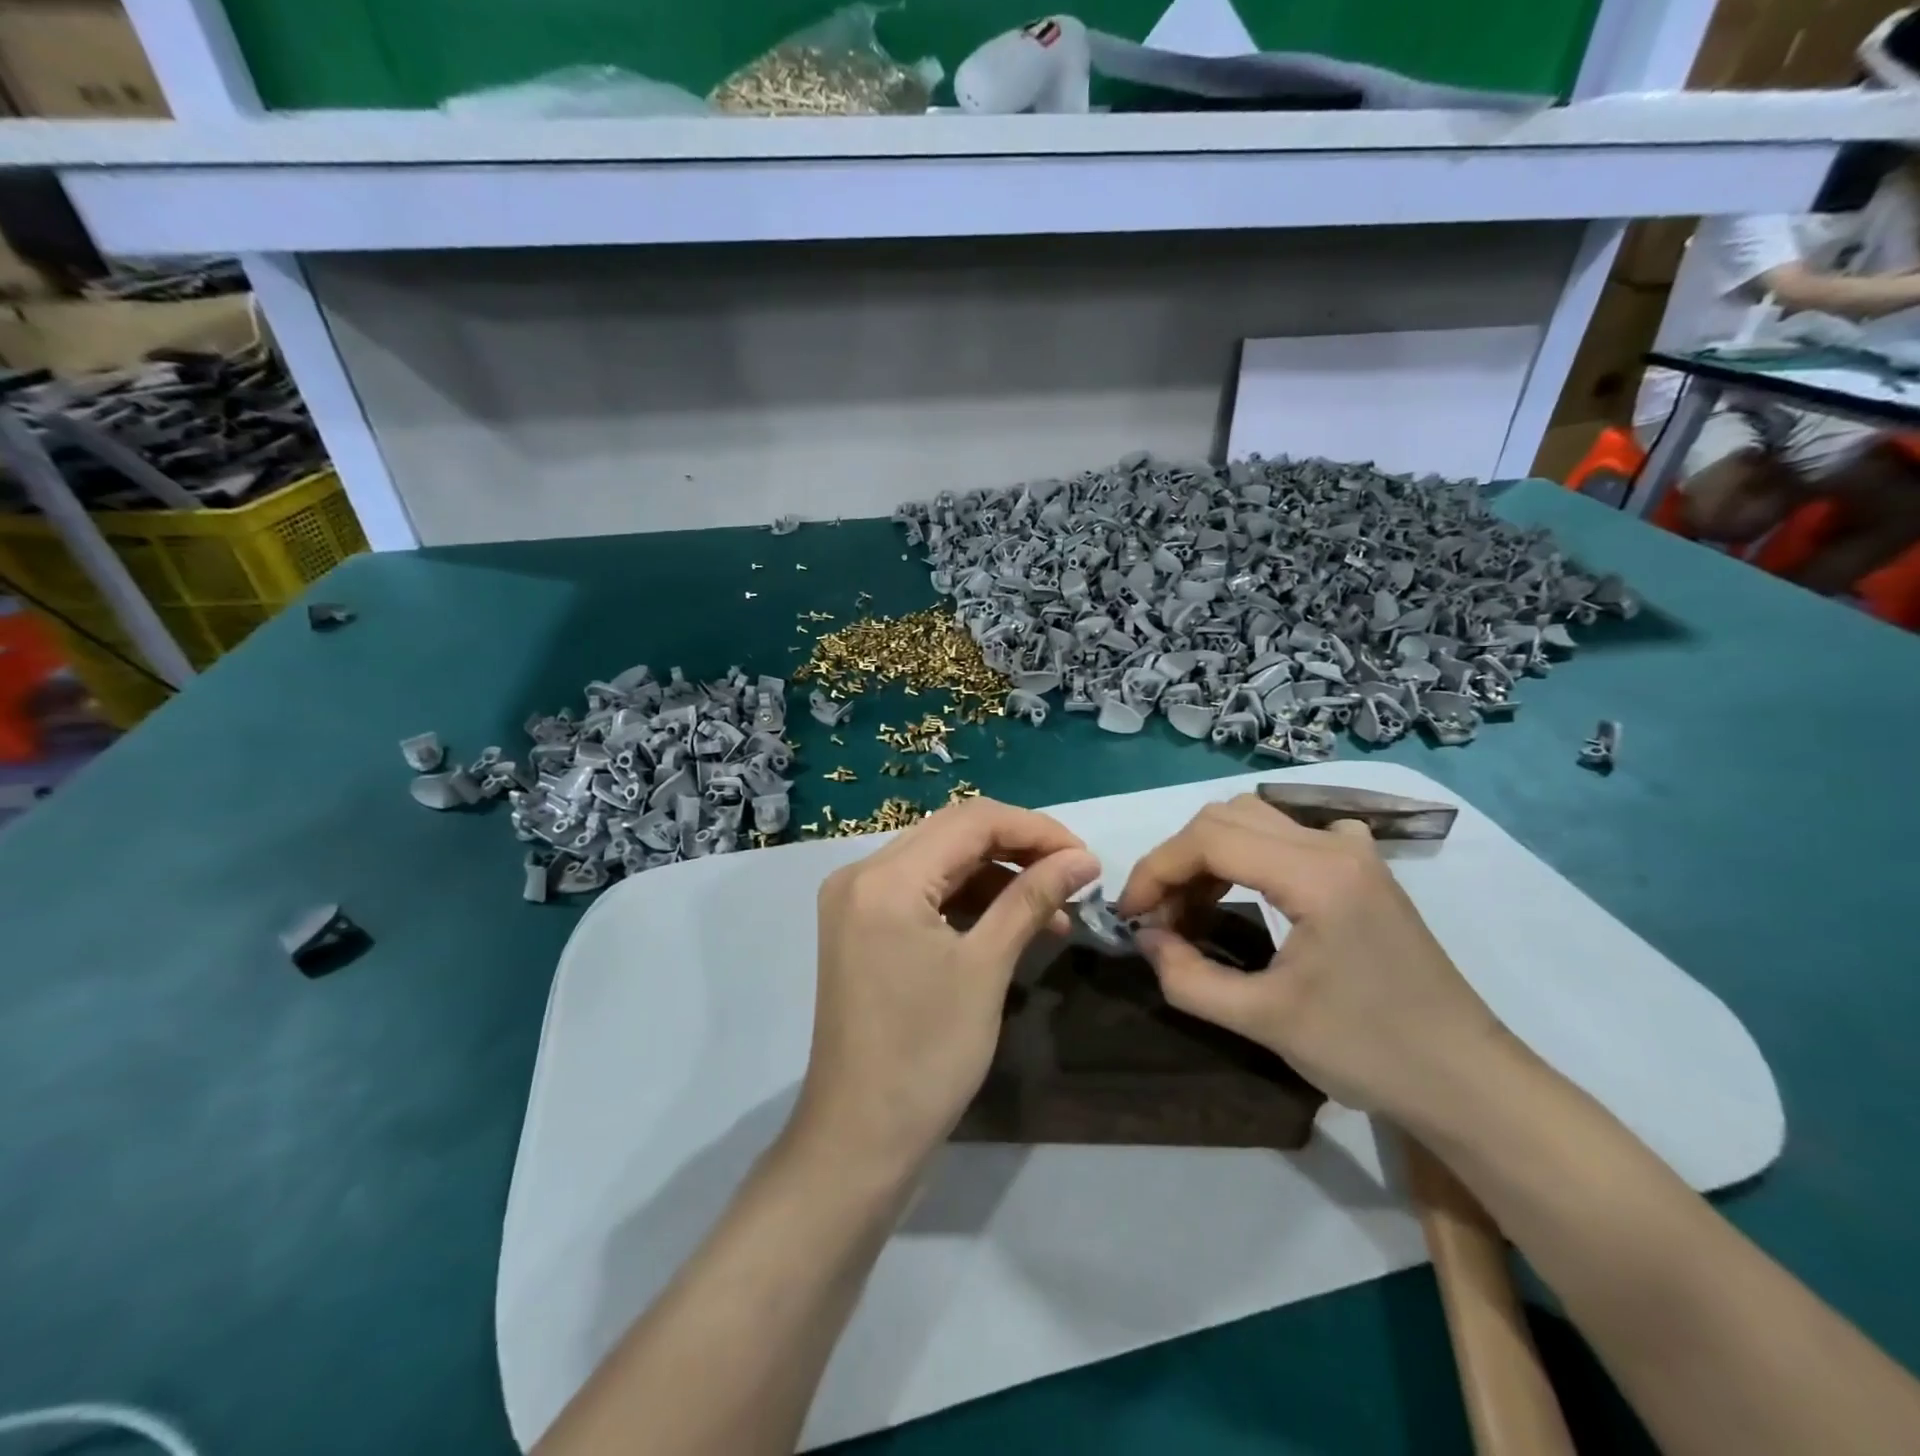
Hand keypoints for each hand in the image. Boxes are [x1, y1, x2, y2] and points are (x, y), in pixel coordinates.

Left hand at [793, 797, 1099, 1179]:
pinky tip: (1012, 923)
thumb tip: (1084, 859)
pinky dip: (969, 900)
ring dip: (997, 876)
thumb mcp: (986, 969)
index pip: (971, 821)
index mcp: (884, 877)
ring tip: (1054, 909)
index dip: (1035, 829)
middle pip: (953, 833)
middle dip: (1018, 847)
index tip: (1085, 857)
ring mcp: (856, 901)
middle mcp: (861, 874)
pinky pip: (924, 893)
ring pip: (941, 861)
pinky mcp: (862, 926)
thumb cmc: (926, 1056)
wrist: (859, 1139)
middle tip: (1073, 875)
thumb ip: (1032, 899)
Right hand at [1114, 794, 1510, 1126]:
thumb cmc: (1368, 1051)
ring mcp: (1353, 851)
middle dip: (1177, 862)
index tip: (1130, 915)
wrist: (1466, 1080)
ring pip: (1253, 820)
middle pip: (1225, 818)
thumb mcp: (1263, 1021)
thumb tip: (1145, 938)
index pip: (1209, 840)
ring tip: (1191, 911)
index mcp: (1316, 874)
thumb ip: (1188, 978)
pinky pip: (1287, 835)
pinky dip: (1247, 855)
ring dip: (1208, 857)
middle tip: (1159, 917)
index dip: (1155, 870)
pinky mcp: (1361, 868)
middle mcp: (1334, 844)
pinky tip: (1248, 895)